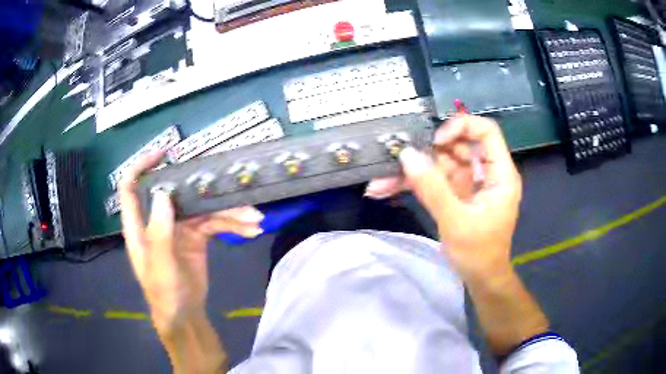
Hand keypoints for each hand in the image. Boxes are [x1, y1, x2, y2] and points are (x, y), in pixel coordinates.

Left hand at [119, 152, 264, 332]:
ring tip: (254, 218)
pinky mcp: (198, 237)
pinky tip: (251, 229)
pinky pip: (216, 224)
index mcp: (141, 226)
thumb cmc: (165, 294)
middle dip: (203, 188)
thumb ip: (159, 233)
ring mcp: (180, 227)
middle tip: (228, 183)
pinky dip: (233, 225)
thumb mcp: (160, 267)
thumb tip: (163, 193)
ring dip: (229, 212)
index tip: (163, 154)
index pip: (131, 189)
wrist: (186, 315)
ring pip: (203, 208)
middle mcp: (159, 220)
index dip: (141, 167)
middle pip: (178, 193)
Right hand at [367, 115, 521, 279]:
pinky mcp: (455, 193)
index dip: (461, 127)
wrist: (480, 278)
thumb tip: (407, 155)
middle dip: (426, 153)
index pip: (486, 132)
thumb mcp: (456, 221)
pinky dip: (413, 184)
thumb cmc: (478, 253)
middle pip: (457, 145)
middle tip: (398, 159)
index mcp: (499, 174)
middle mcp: (485, 172)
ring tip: (381, 181)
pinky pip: (433, 180)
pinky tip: (386, 189)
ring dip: (412, 170)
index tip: (436, 141)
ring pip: (440, 163)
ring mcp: (468, 182)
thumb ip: (432, 188)